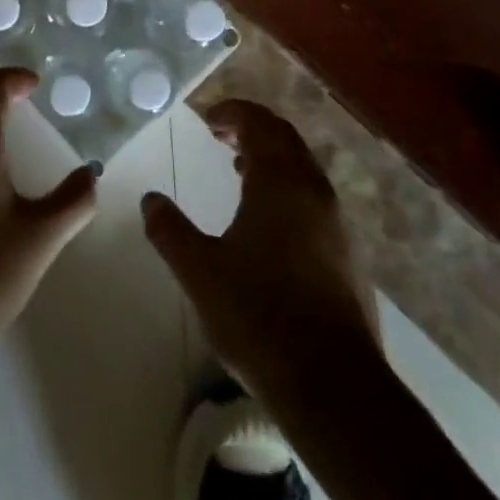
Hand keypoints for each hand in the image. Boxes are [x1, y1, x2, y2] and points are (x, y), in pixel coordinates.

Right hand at [142, 99, 376, 397]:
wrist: (335, 387)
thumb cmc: (259, 316)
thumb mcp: (200, 271)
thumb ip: (170, 230)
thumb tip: (150, 200)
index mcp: (279, 182)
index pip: (258, 123)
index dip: (232, 112)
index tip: (207, 118)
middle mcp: (313, 191)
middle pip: (285, 139)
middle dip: (253, 128)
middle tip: (221, 134)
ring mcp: (337, 223)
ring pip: (303, 168)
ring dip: (272, 158)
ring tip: (239, 168)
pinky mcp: (348, 255)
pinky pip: (314, 197)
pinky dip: (288, 187)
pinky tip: (268, 220)